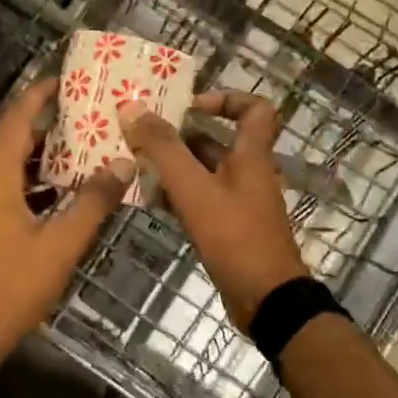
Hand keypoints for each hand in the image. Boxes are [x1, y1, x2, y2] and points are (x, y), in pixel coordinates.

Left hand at [0, 80, 131, 388]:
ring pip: (12, 166)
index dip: (39, 95)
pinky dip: (36, 182)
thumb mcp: (60, 245)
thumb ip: (92, 203)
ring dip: (44, 155)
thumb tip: (122, 164)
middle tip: (88, 111)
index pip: (16, 119)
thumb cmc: (11, 287)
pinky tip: (66, 190)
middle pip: (13, 139)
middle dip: (48, 123)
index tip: (68, 79)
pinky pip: (9, 189)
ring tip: (85, 145)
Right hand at [118, 90, 308, 330]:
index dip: (226, 98)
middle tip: (144, 136)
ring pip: (204, 173)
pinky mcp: (228, 229)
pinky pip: (200, 201)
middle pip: (217, 142)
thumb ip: (163, 148)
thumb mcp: (194, 188)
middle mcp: (248, 175)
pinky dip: (177, 196)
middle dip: (181, 137)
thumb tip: (132, 107)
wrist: (265, 299)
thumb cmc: (234, 235)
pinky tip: (149, 201)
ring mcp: (239, 204)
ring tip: (136, 165)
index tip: (190, 105)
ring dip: (174, 168)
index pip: (254, 109)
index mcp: (251, 156)